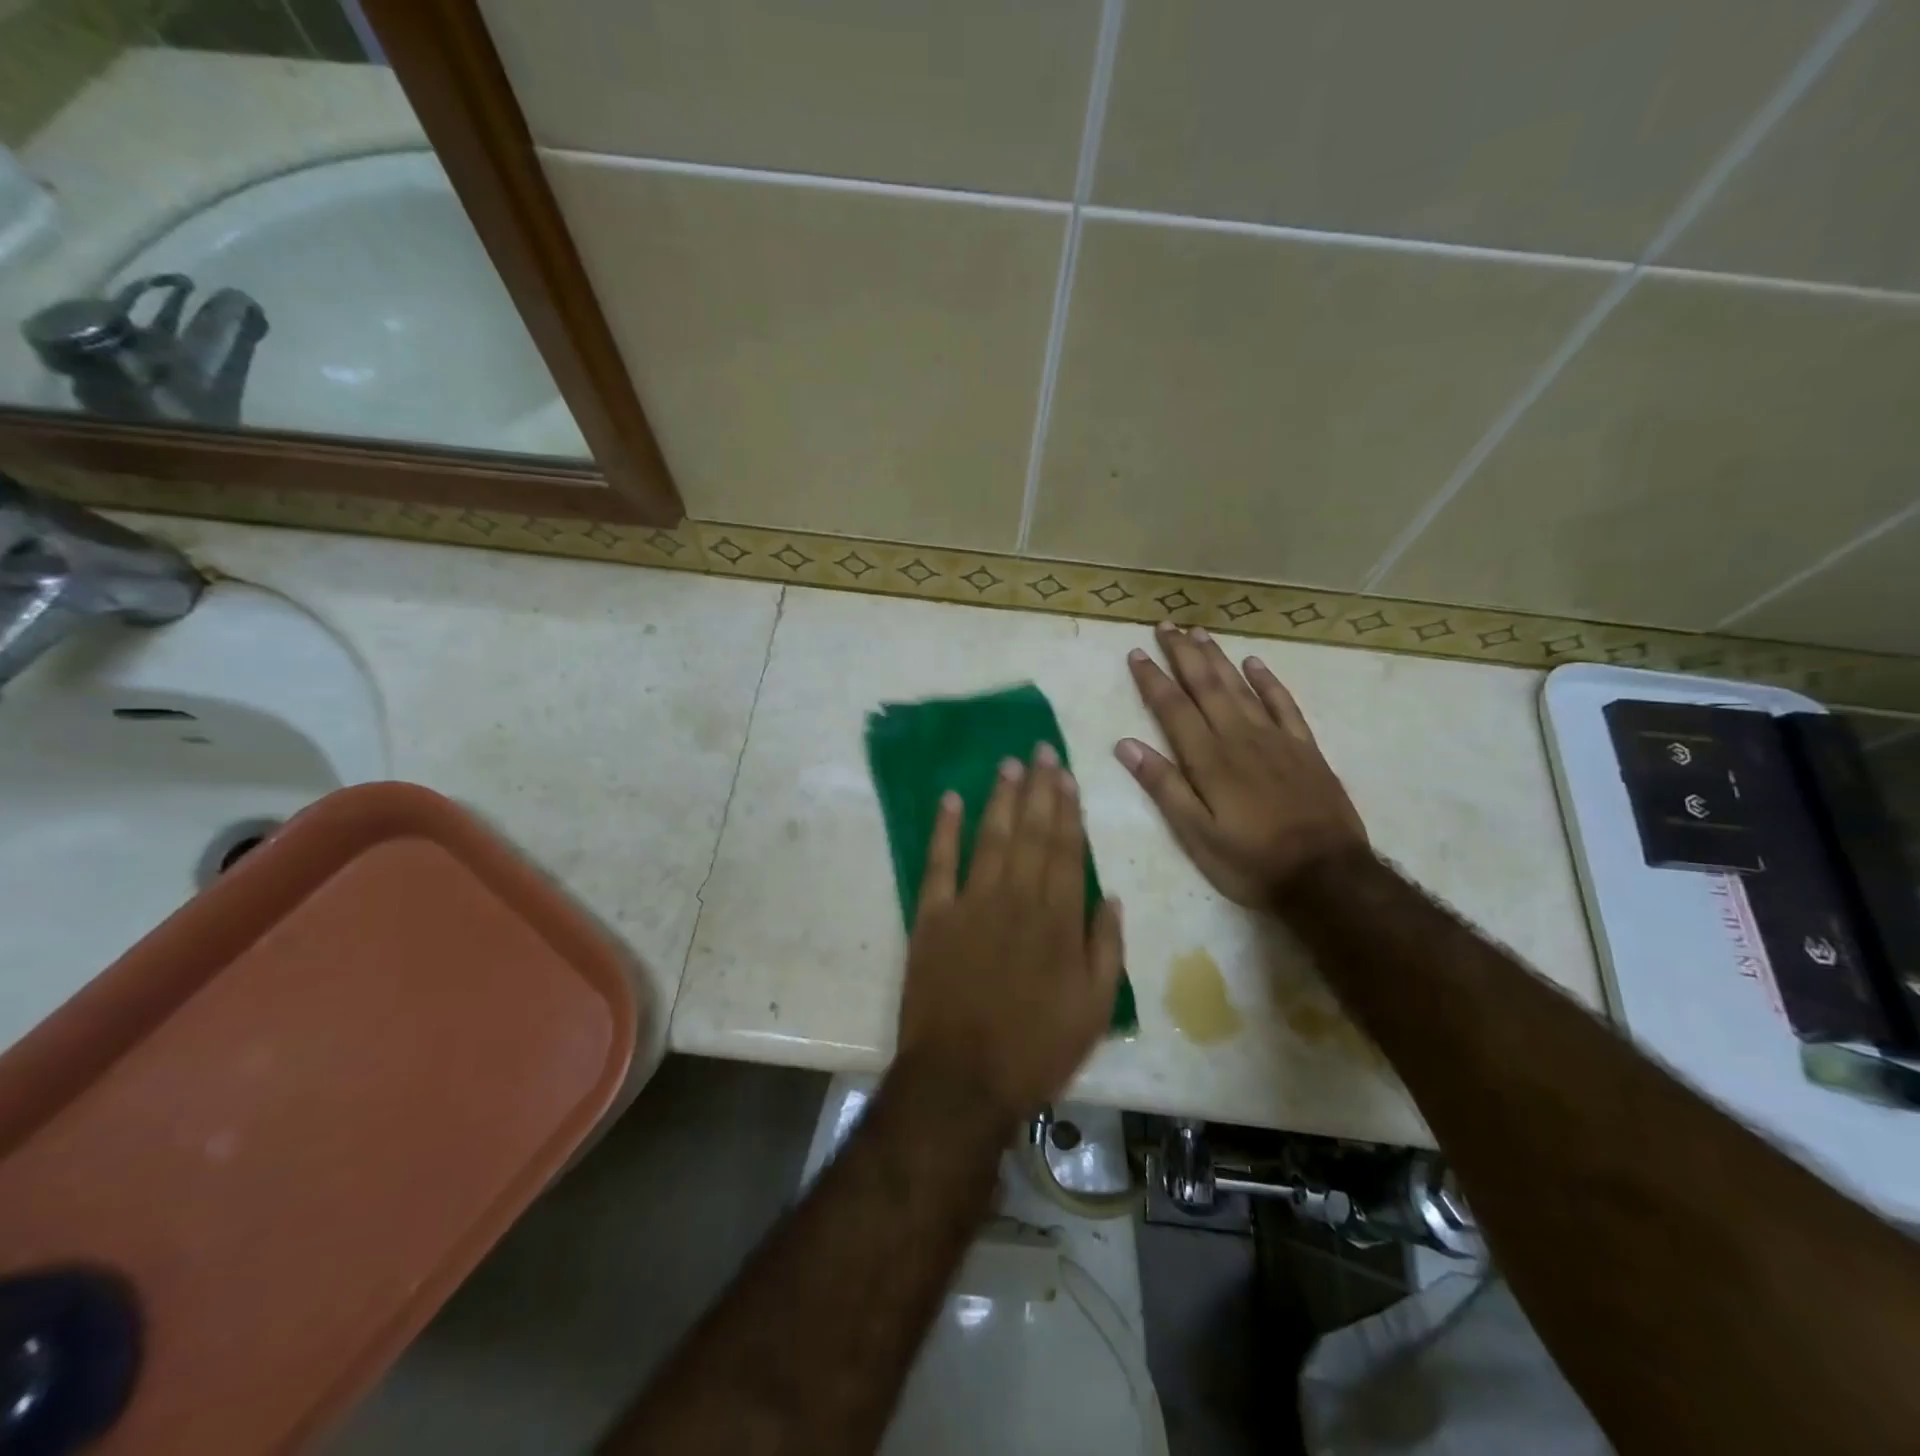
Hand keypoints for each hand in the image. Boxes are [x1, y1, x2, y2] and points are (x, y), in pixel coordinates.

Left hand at [896, 745, 1123, 1121]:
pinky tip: (951, 800)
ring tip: (1009, 765)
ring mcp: (971, 903)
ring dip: (1001, 799)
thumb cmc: (1036, 1048)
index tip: (1067, 776)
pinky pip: (939, 863)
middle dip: (1039, 789)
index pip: (1067, 849)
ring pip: (991, 837)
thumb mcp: (1094, 1009)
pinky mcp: (932, 917)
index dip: (1068, 810)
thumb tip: (1112, 897)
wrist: (962, 1078)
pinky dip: (945, 829)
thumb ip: (1106, 949)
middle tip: (1041, 750)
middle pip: (1032, 833)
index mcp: (1058, 919)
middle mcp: (1017, 898)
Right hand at [1117, 623, 1368, 904]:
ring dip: (1217, 658)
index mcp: (1209, 760)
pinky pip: (1283, 704)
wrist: (1326, 876)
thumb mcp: (1197, 835)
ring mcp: (1275, 739)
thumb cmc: (1251, 861)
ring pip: (1240, 687)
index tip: (1137, 652)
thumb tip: (1126, 745)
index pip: (1173, 708)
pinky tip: (1254, 663)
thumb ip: (1164, 787)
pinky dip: (1267, 681)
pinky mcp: (1304, 748)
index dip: (1153, 679)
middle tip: (1165, 625)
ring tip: (1198, 632)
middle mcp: (1239, 738)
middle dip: (1182, 654)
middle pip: (1206, 686)